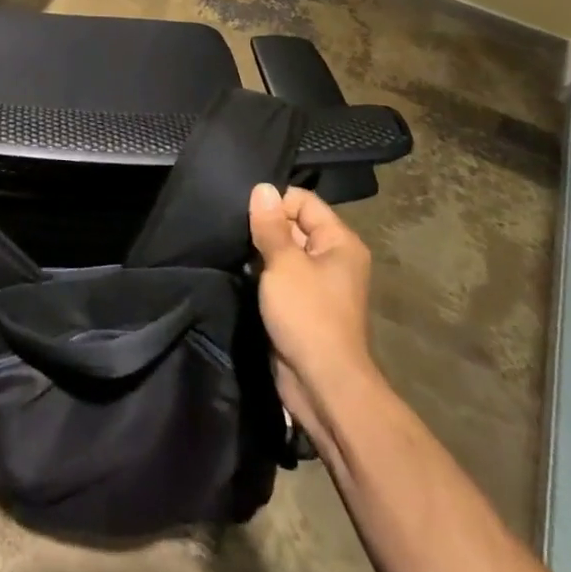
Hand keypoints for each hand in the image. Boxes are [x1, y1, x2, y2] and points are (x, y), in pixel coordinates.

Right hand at [248, 182, 376, 428]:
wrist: (321, 384)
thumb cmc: (307, 315)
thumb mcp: (283, 263)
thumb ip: (270, 225)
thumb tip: (262, 187)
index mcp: (339, 242)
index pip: (303, 201)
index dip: (274, 201)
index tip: (243, 209)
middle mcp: (332, 258)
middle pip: (293, 224)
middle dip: (263, 225)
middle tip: (231, 227)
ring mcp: (317, 283)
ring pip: (282, 251)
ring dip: (258, 250)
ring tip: (231, 247)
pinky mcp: (300, 304)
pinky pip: (278, 276)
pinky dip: (260, 272)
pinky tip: (238, 270)